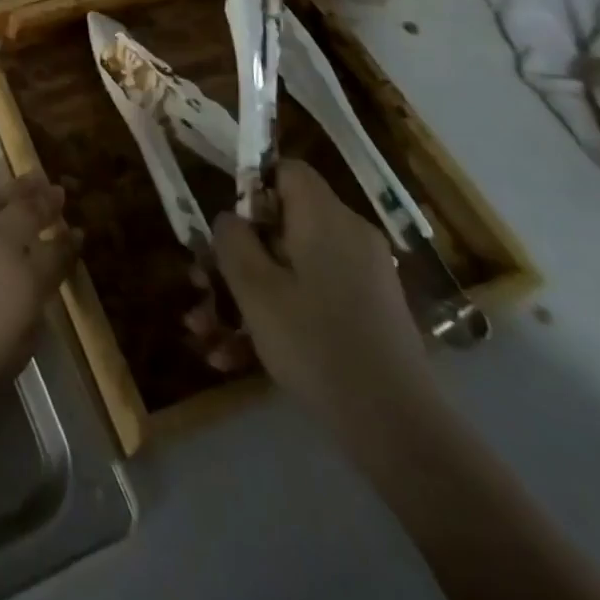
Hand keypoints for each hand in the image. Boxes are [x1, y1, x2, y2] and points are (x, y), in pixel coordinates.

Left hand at [0, 175, 78, 442]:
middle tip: (55, 190)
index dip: (68, 243)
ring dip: (12, 188)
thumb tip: (29, 298)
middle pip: (26, 212)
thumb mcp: (7, 366)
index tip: (76, 232)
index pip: (55, 255)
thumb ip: (26, 325)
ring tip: (26, 178)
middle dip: (45, 201)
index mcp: (23, 283)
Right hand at [210, 160, 431, 429]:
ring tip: (207, 334)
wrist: (398, 429)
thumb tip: (230, 218)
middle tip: (201, 285)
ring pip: (291, 269)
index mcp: (325, 217)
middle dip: (236, 256)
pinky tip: (236, 359)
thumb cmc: (316, 344)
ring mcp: (363, 278)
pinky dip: (278, 317)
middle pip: (282, 224)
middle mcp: (349, 237)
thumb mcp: (255, 288)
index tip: (227, 226)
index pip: (287, 170)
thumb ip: (232, 240)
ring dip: (247, 295)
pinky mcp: (368, 314)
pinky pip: (312, 298)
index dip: (252, 187)